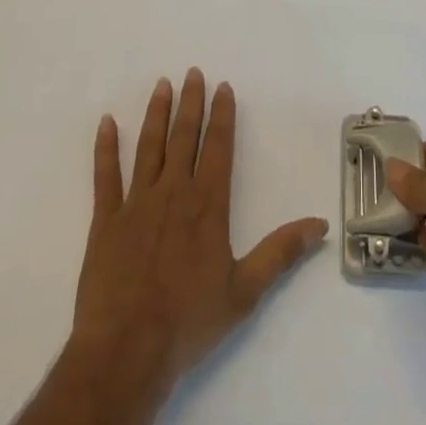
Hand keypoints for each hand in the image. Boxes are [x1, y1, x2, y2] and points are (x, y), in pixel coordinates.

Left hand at [69, 69, 327, 399]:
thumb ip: (281, 253)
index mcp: (207, 204)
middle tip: (192, 72)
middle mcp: (173, 192)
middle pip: (184, 137)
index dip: (221, 115)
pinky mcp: (106, 221)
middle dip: (190, 103)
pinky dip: (105, 148)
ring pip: (149, 147)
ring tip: (161, 85)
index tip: (222, 87)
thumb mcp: (245, 291)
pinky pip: (105, 176)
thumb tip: (320, 225)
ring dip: (156, 114)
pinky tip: (107, 122)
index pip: (218, 147)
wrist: (126, 352)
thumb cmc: (189, 322)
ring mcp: (136, 203)